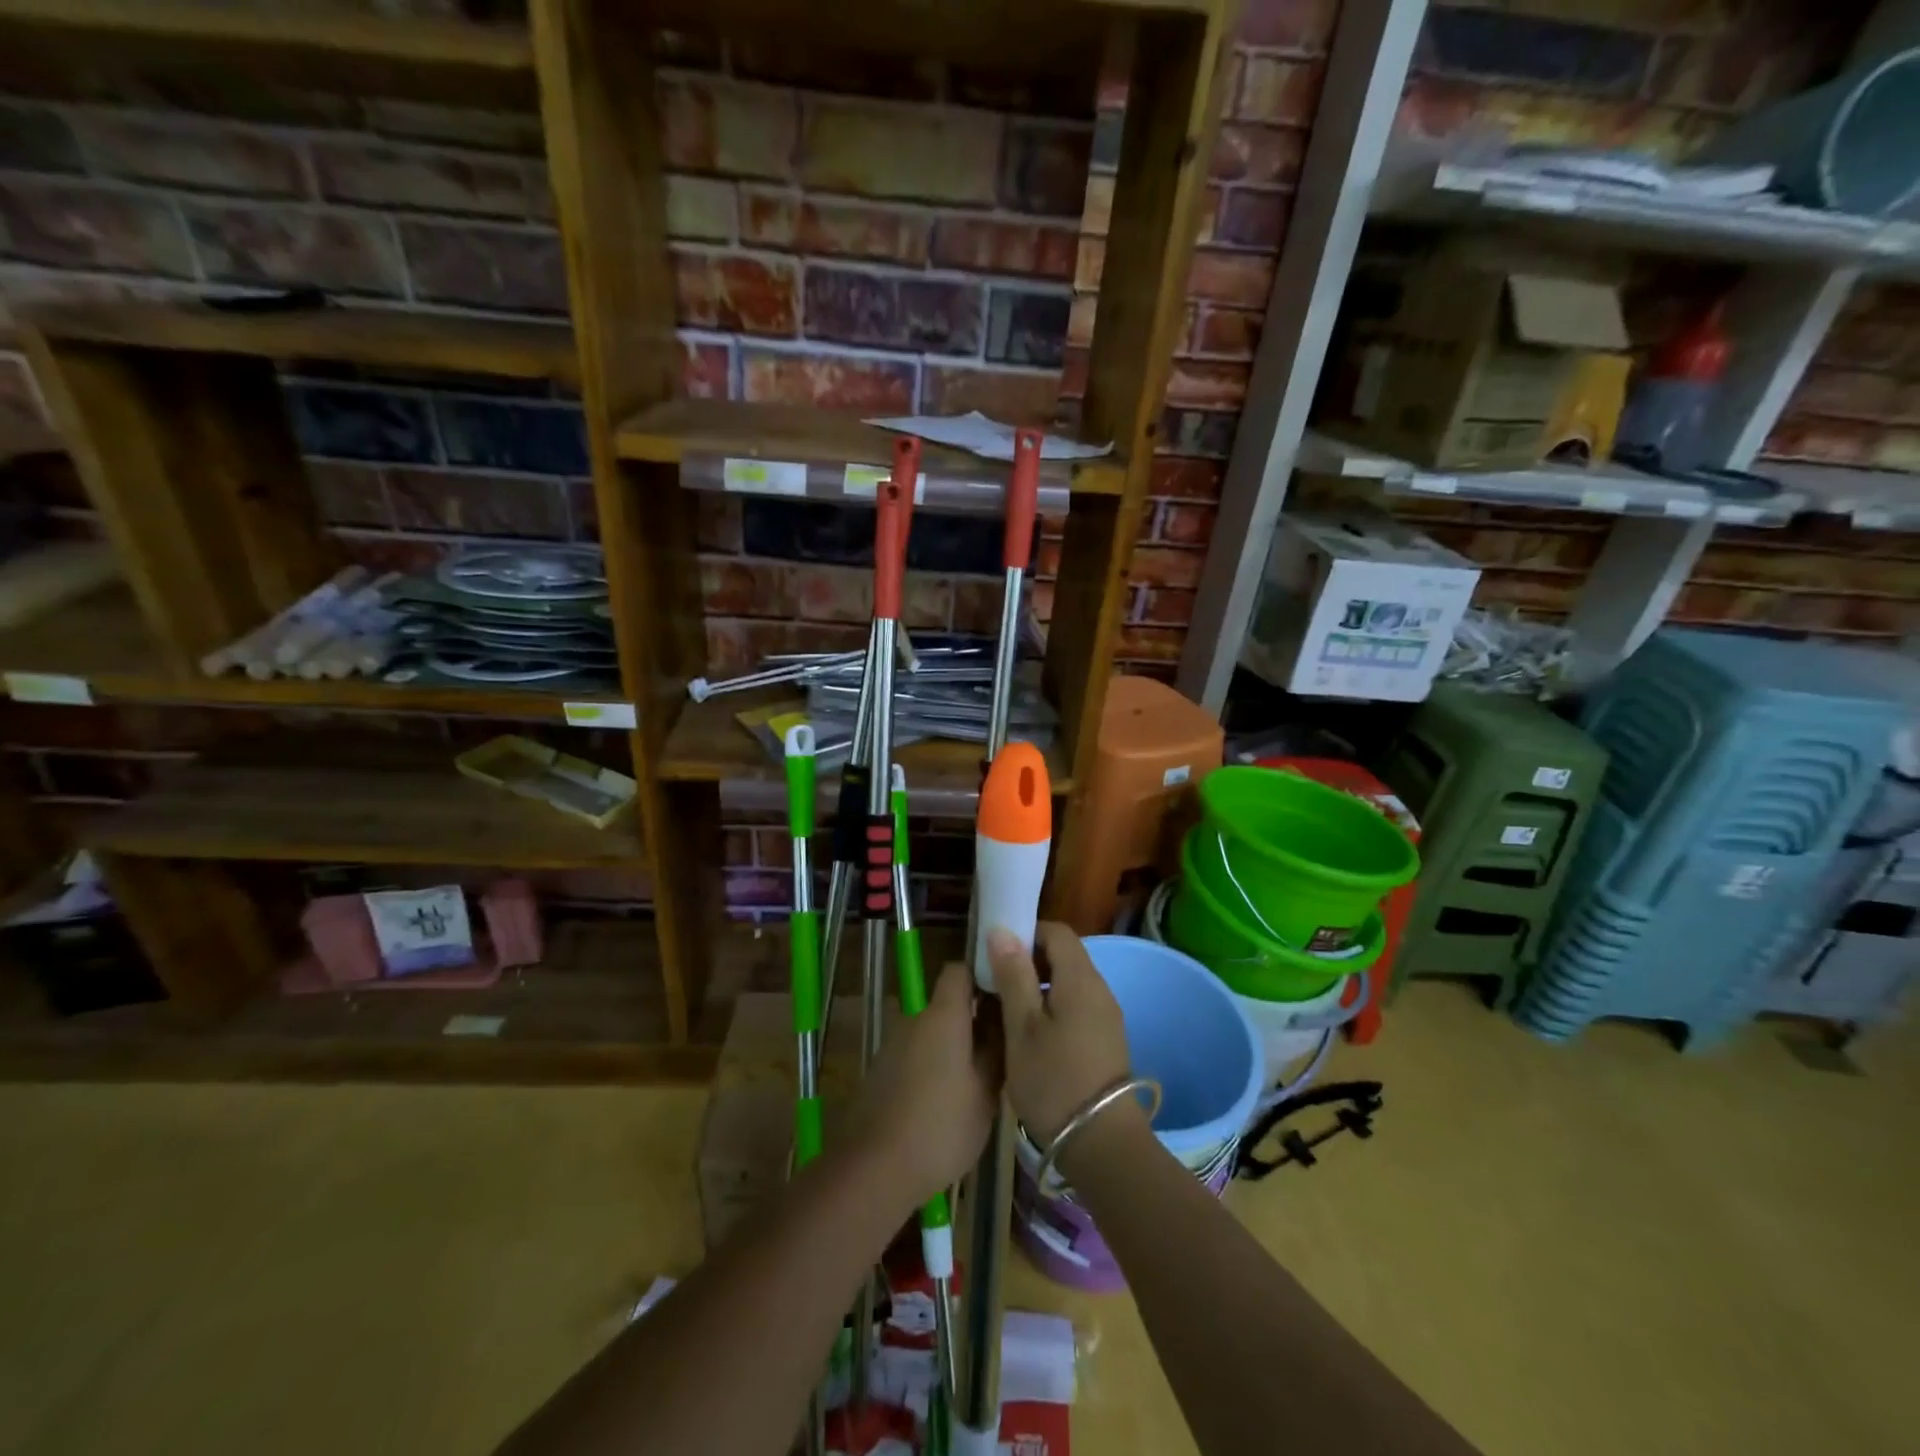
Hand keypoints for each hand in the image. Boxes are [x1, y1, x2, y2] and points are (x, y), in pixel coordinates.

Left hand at [846, 961, 999, 1209]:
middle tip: (997, 1045)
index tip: (1004, 994)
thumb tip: (1004, 1021)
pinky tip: (944, 1098)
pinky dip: (929, 1063)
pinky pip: (913, 1053)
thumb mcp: (985, 1093)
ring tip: (973, 1076)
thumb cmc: (940, 1127)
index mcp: (942, 1015)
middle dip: (969, 1017)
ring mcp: (892, 1044)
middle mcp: (913, 1019)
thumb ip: (996, 1050)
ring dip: (948, 1044)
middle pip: (944, 1003)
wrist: (874, 1168)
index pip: (958, 970)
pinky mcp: (880, 1070)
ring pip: (928, 1030)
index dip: (981, 975)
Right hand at [987, 922, 1132, 1145]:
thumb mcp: (1022, 1027)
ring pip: (1069, 982)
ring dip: (1039, 985)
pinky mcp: (1106, 1040)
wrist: (1101, 1144)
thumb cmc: (1054, 1081)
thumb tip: (1002, 930)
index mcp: (1080, 979)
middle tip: (996, 982)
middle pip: (1064, 955)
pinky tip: (1032, 1035)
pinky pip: (1077, 1006)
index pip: (1056, 932)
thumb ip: (1013, 975)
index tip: (997, 952)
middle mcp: (1099, 989)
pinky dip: (1052, 1007)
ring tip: (1007, 1010)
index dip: (1026, 933)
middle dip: (1029, 960)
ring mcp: (1106, 1016)